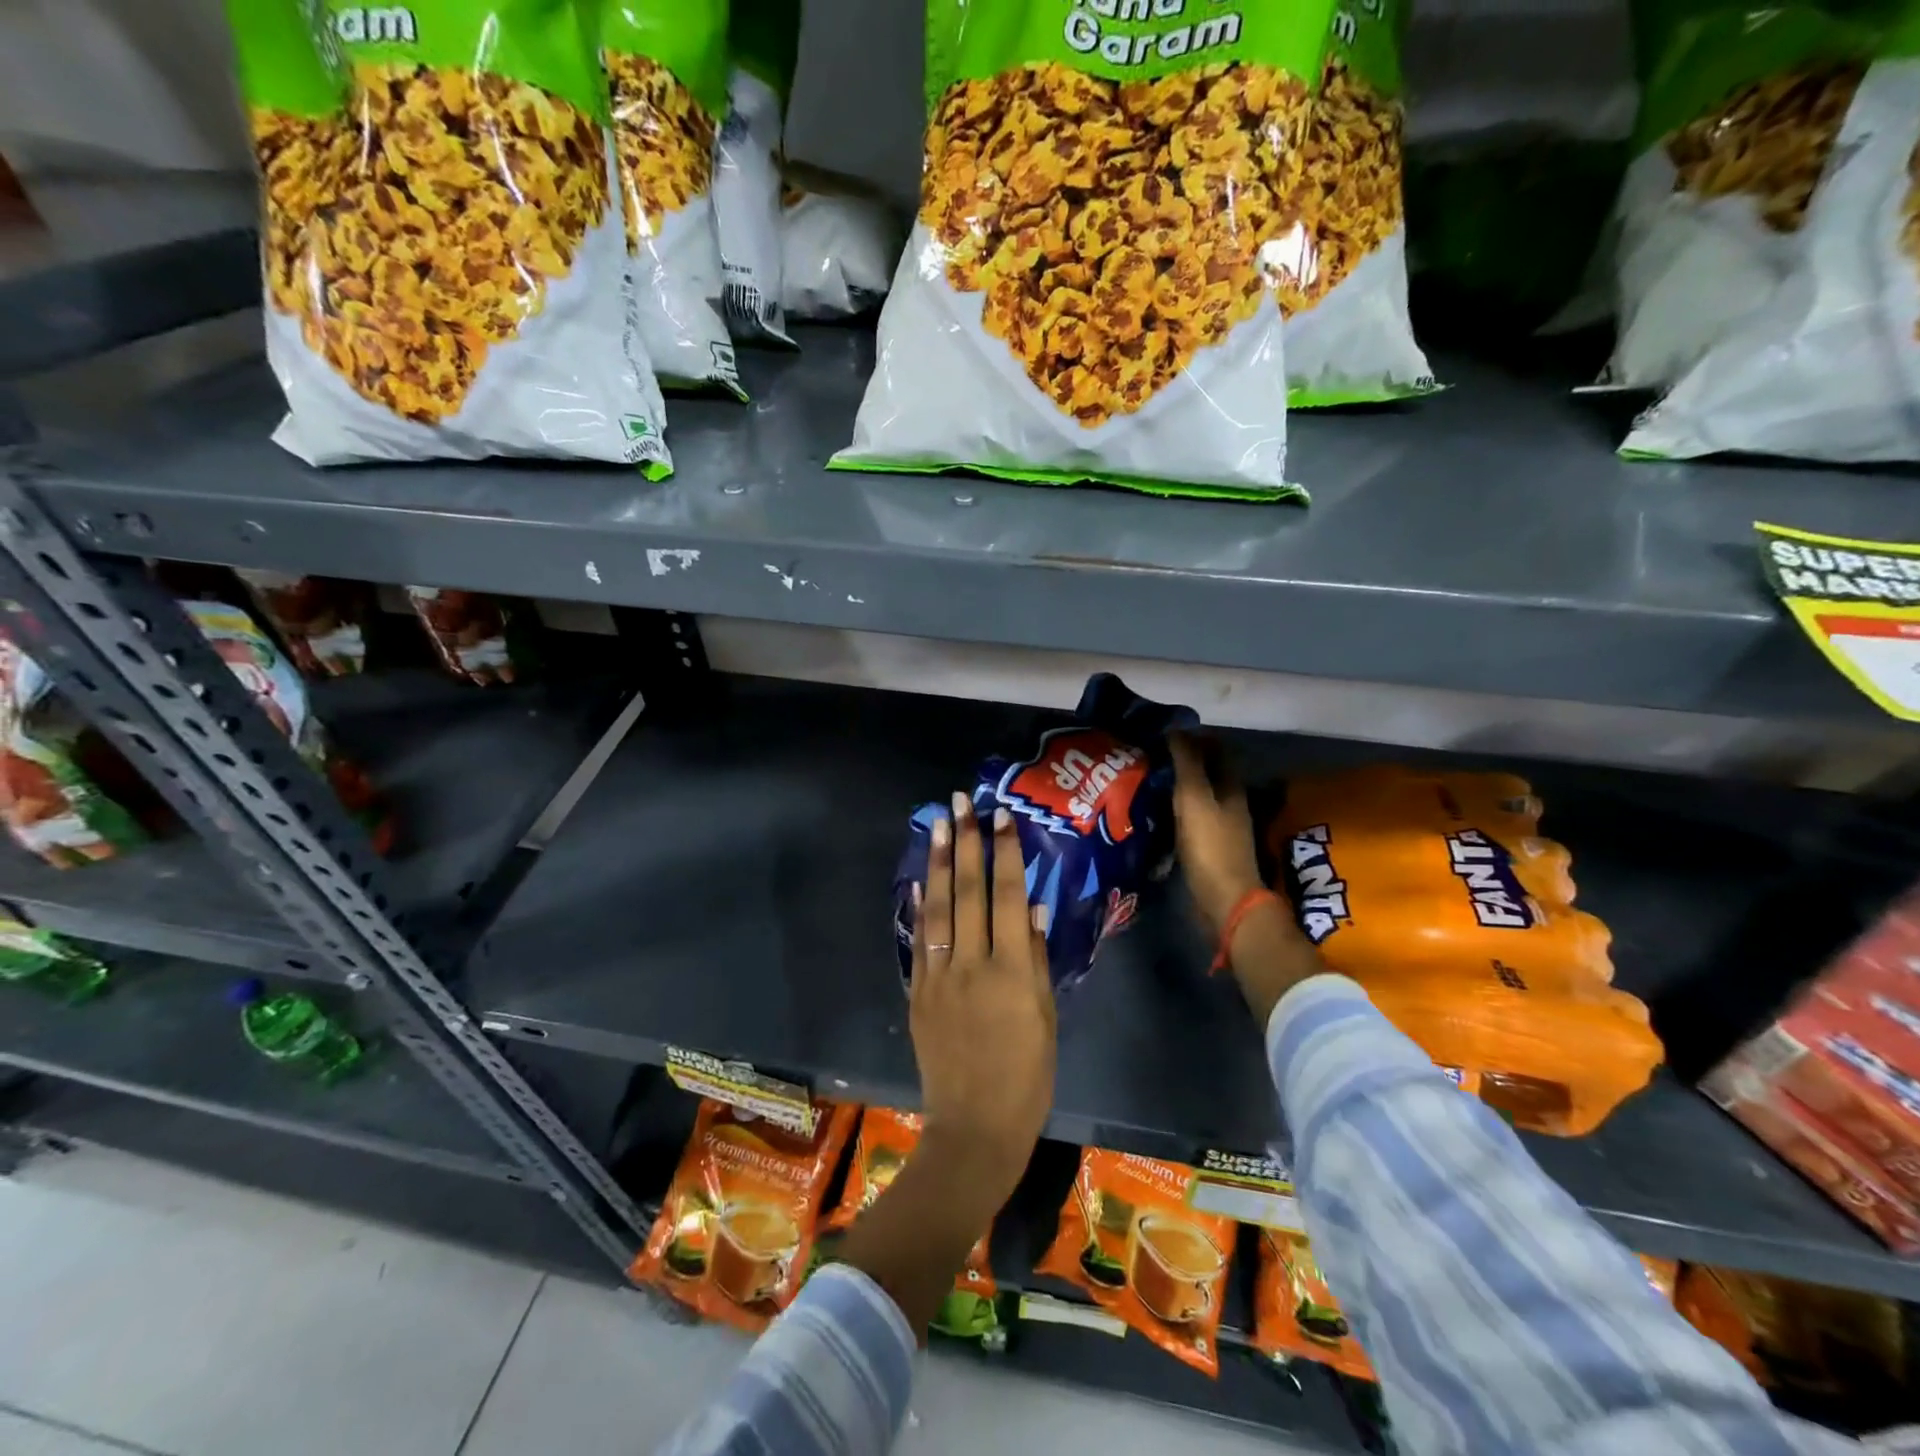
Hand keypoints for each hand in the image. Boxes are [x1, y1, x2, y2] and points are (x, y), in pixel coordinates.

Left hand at [910, 791, 1056, 1203]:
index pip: (1009, 897)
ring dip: (936, 862)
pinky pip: (919, 940)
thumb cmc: (1027, 1076)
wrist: (975, 1126)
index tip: (1001, 817)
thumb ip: (1037, 960)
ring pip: (938, 907)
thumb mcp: (1046, 1018)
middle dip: (965, 842)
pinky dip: (919, 906)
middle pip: (968, 891)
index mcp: (1014, 971)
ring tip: (938, 824)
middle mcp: (974, 963)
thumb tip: (1035, 908)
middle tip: (961, 802)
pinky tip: (918, 879)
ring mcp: (940, 976)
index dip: (1005, 853)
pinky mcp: (919, 992)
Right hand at [1168, 732, 1264, 935]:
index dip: (1193, 737)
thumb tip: (1177, 729)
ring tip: (1145, 778)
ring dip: (1176, 785)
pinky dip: (1174, 808)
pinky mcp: (1209, 847)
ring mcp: (1221, 826)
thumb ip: (1187, 763)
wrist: (1224, 900)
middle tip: (1149, 753)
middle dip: (1182, 760)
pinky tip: (1154, 811)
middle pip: (1207, 771)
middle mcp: (1229, 802)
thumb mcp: (1194, 798)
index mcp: (1230, 786)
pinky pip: (1190, 817)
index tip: (1163, 731)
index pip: (1215, 749)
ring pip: (1198, 795)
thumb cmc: (1210, 845)